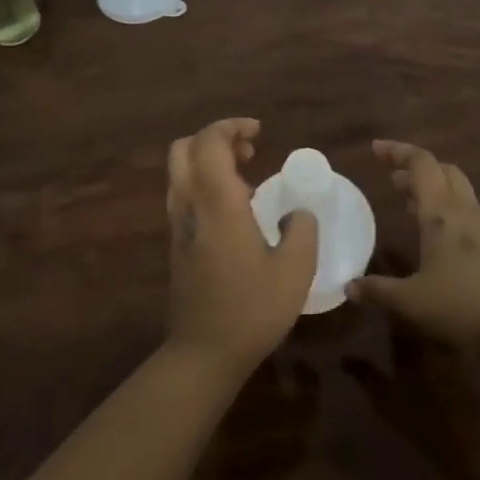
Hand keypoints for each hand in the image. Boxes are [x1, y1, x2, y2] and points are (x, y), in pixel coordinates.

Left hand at [164, 119, 318, 375]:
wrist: (203, 353)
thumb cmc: (252, 309)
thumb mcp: (294, 270)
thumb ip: (302, 231)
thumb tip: (299, 212)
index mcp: (217, 202)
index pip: (209, 142)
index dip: (231, 126)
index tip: (259, 132)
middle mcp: (190, 205)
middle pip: (183, 149)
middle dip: (214, 139)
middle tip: (249, 150)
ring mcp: (178, 226)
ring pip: (180, 173)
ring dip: (208, 162)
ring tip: (247, 177)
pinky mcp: (177, 245)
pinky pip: (184, 196)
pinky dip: (205, 185)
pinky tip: (236, 211)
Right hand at [349, 139, 479, 347]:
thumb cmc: (464, 305)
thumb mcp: (412, 302)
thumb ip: (379, 291)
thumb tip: (349, 287)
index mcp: (441, 213)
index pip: (421, 164)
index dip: (397, 151)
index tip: (375, 148)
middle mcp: (463, 211)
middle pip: (443, 170)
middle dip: (417, 168)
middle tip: (394, 178)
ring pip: (457, 191)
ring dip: (432, 189)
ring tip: (408, 203)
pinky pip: (466, 213)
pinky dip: (446, 211)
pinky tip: (435, 237)